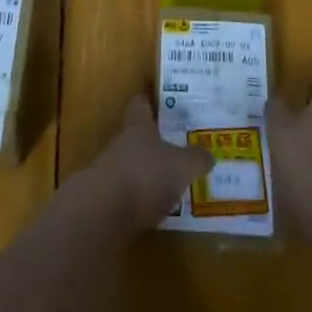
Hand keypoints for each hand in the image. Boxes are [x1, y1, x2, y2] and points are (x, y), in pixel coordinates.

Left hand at [77, 94, 212, 234]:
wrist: (102, 214)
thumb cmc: (145, 175)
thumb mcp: (181, 166)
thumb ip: (196, 159)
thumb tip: (209, 155)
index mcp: (138, 127)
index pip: (140, 104)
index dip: (149, 99)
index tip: (159, 97)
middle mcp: (121, 144)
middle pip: (137, 136)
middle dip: (155, 141)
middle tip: (178, 146)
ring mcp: (110, 172)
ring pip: (133, 166)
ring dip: (148, 173)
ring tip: (172, 183)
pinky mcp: (105, 202)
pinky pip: (128, 195)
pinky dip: (141, 200)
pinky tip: (157, 211)